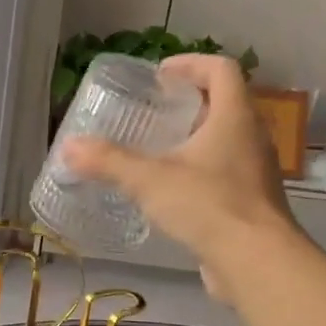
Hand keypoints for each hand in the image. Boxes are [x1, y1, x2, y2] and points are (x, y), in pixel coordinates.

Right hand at [62, 53, 295, 300]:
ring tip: (158, 151)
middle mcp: (252, 138)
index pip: (221, 69)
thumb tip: (69, 147)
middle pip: (225, 103)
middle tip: (153, 112)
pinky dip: (201, 171)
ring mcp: (256, 172)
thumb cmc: (207, 206)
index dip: (191, 64)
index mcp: (235, 117)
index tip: (160, 75)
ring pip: (226, 140)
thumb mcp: (149, 180)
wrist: (255, 262)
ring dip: (196, 138)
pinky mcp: (251, 202)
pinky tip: (173, 192)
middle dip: (189, 102)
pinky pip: (226, 173)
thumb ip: (108, 161)